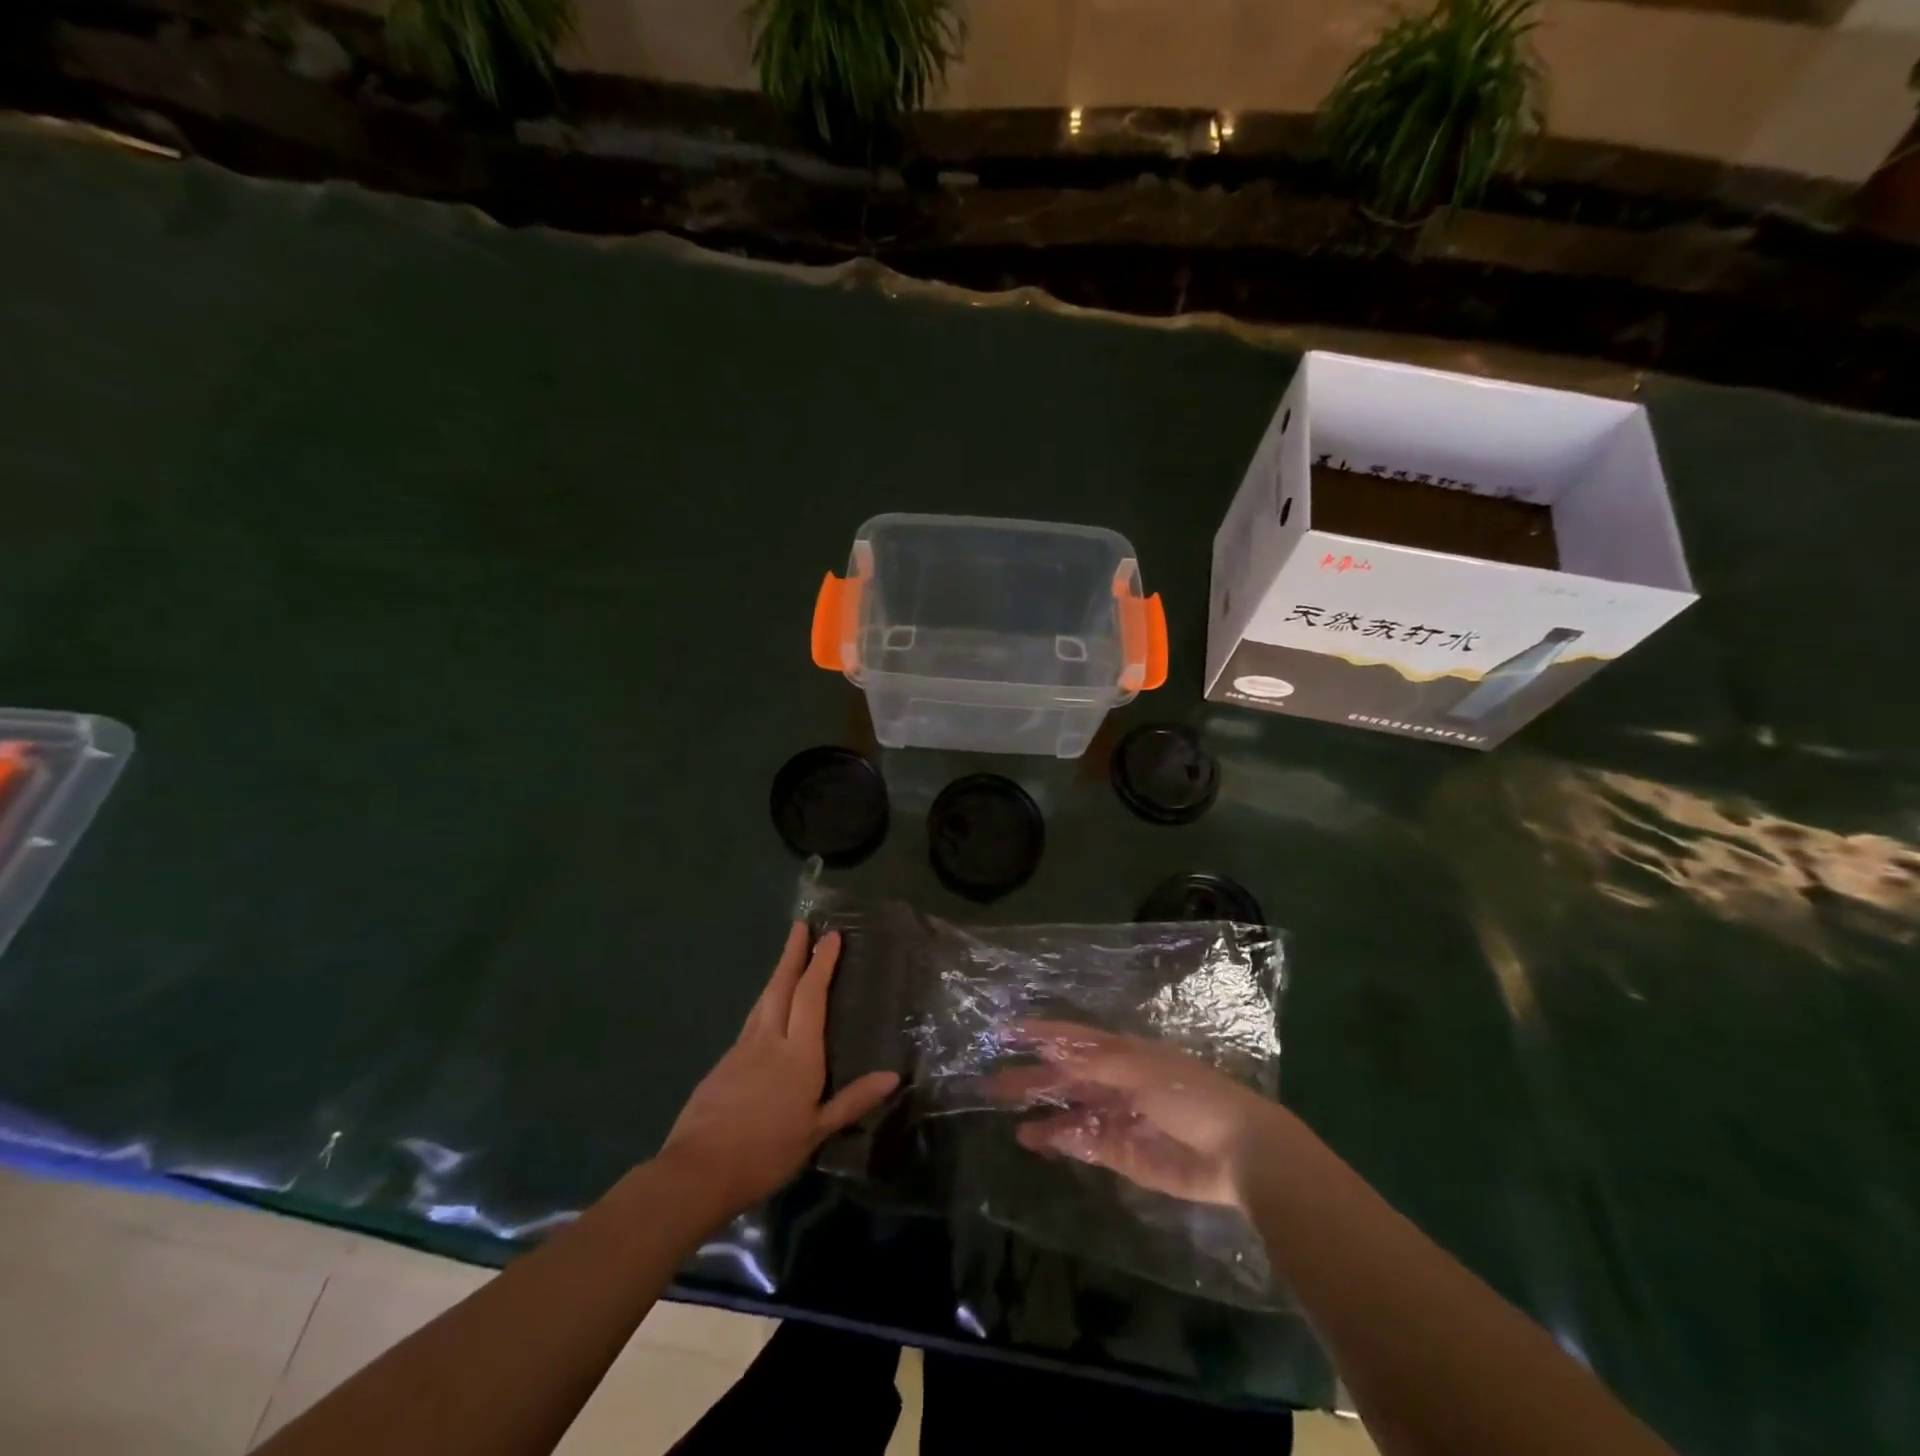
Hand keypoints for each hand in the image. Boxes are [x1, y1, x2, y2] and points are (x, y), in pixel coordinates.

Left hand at [659, 924, 898, 1219]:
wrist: (697, 1171)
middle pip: (782, 986)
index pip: (811, 996)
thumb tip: (892, 1076)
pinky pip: (752, 1020)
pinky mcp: (723, 1062)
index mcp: (798, 1054)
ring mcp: (742, 1048)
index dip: (821, 963)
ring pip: (763, 999)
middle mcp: (770, 1040)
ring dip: (778, 973)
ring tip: (788, 956)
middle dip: (793, 953)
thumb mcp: (816, 1132)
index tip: (831, 936)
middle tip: (801, 926)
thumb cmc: (765, 1153)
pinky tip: (768, 1009)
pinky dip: (765, 1002)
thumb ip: (853, 1100)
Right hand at [985, 1021, 1280, 1209]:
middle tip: (991, 1083)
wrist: (1239, 1154)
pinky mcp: (1124, 1154)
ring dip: (1042, 1112)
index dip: (1040, 1033)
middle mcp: (1116, 1082)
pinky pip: (1084, 1143)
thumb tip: (1051, 1049)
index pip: (1073, 1039)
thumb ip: (1095, 1062)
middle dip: (1032, 1077)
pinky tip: (1035, 1140)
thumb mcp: (1141, 1069)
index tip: (1005, 1031)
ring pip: (1071, 1111)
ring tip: (1008, 1116)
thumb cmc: (1191, 1097)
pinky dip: (1059, 1140)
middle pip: (1066, 1077)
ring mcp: (1119, 1118)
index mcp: (1123, 1054)